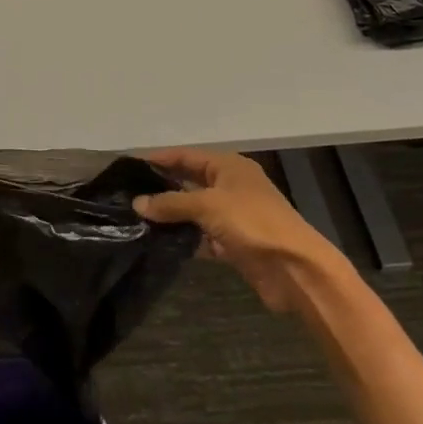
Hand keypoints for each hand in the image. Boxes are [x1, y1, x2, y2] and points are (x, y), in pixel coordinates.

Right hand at [133, 148, 344, 312]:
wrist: (295, 268)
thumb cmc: (253, 223)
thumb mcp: (208, 205)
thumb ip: (171, 202)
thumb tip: (137, 203)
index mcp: (229, 167)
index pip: (186, 155)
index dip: (159, 159)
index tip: (129, 165)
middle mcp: (230, 186)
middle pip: (189, 182)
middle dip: (161, 188)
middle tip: (127, 194)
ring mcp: (232, 216)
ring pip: (193, 211)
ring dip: (170, 216)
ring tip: (136, 219)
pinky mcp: (232, 243)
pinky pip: (201, 236)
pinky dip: (183, 238)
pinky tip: (159, 242)